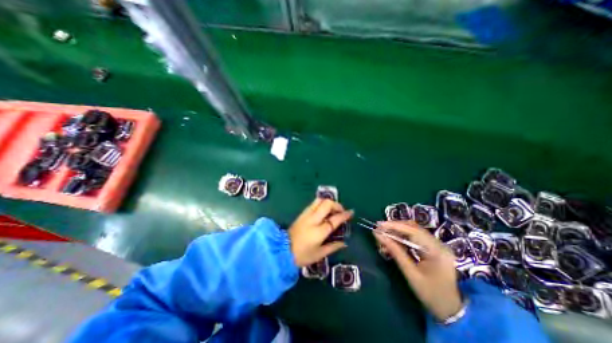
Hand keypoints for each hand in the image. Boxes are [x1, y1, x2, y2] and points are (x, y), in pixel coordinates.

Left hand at [289, 198, 350, 267]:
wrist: (282, 250)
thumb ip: (333, 247)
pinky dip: (321, 204)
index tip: (351, 212)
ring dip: (328, 202)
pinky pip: (313, 204)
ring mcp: (306, 215)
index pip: (335, 219)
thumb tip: (344, 242)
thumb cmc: (302, 255)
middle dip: (336, 205)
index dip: (344, 215)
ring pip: (319, 200)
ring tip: (332, 210)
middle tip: (340, 211)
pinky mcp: (302, 213)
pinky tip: (323, 211)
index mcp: (319, 231)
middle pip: (327, 204)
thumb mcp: (319, 254)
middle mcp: (313, 219)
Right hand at [373, 221, 463, 322]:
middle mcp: (438, 244)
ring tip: (383, 237)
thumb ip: (394, 251)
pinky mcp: (432, 247)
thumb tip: (378, 235)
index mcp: (437, 251)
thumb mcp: (410, 273)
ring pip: (412, 231)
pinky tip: (392, 242)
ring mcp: (436, 245)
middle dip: (394, 228)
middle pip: (413, 228)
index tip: (379, 225)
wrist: (451, 310)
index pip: (413, 231)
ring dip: (396, 232)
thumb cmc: (430, 294)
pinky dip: (401, 238)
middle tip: (379, 231)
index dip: (394, 226)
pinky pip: (414, 237)